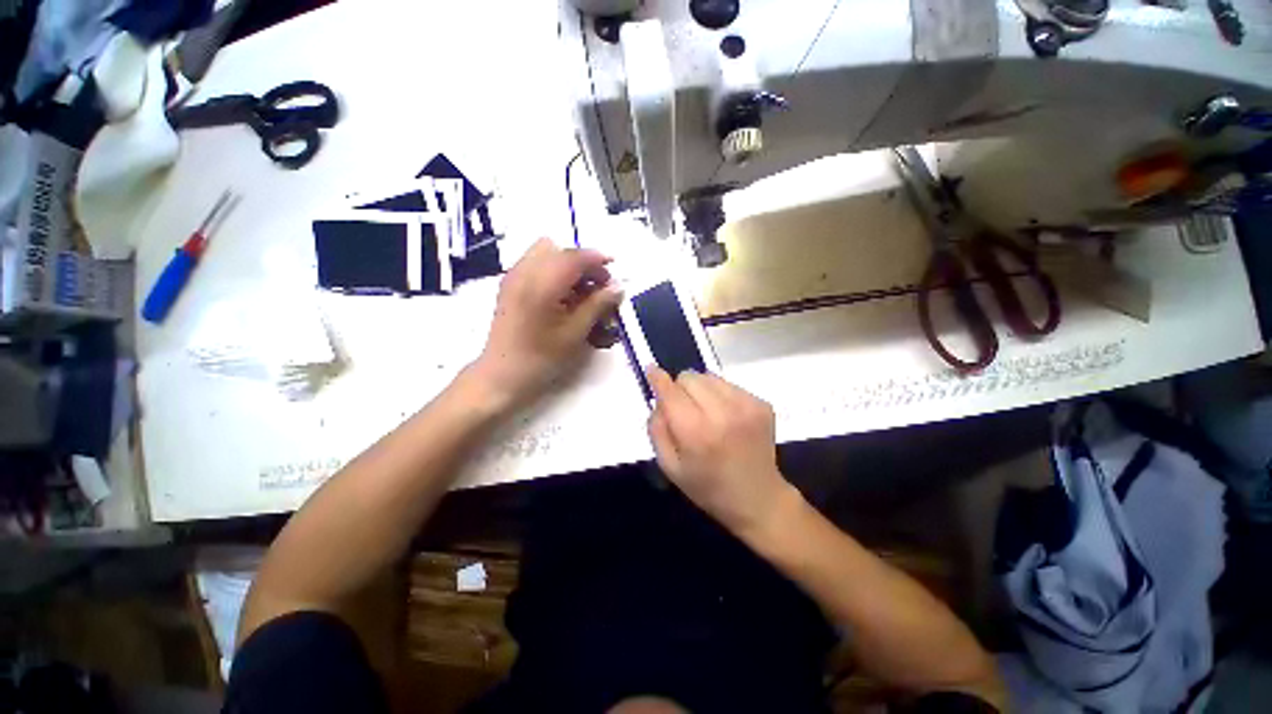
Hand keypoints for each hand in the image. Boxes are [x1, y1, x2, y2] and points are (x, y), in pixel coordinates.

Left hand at [472, 238, 622, 407]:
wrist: (502, 375)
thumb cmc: (541, 358)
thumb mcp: (575, 333)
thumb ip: (598, 305)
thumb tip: (618, 287)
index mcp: (541, 284)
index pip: (574, 257)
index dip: (598, 260)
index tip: (615, 269)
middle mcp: (524, 272)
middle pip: (559, 249)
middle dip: (582, 263)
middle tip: (597, 286)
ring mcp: (513, 277)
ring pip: (545, 253)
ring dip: (567, 266)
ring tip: (580, 292)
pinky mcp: (509, 285)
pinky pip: (534, 264)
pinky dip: (553, 271)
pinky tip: (562, 296)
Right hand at [646, 367, 796, 537]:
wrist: (758, 499)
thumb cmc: (708, 487)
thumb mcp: (670, 467)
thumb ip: (657, 429)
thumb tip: (658, 399)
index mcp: (696, 432)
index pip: (671, 391)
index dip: (658, 378)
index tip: (651, 370)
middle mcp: (723, 412)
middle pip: (689, 377)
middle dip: (680, 389)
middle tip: (684, 409)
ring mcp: (746, 405)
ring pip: (709, 376)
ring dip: (701, 389)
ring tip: (706, 412)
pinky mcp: (762, 404)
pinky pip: (729, 384)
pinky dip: (721, 395)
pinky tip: (726, 417)